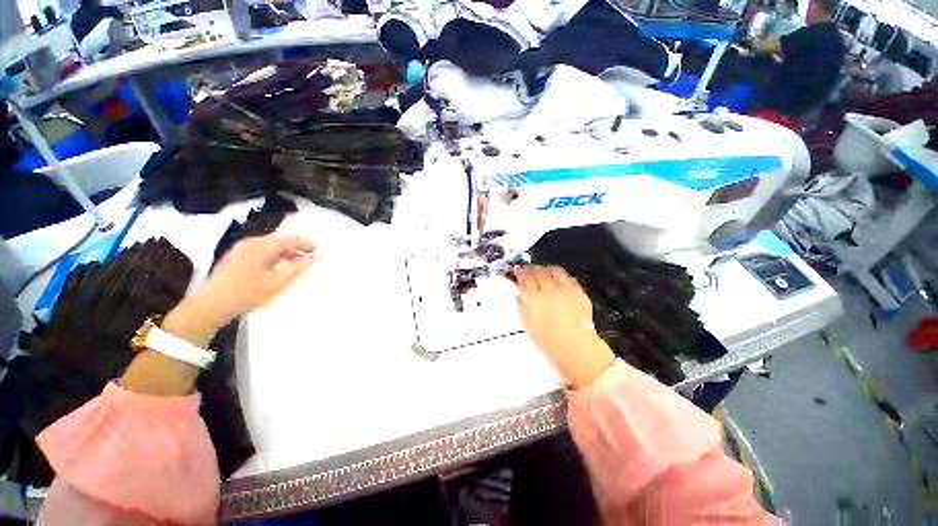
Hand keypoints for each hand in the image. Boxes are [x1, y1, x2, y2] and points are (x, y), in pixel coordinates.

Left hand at [165, 234, 316, 345]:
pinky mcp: (235, 257)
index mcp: (263, 246)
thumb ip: (299, 268)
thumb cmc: (249, 293)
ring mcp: (241, 249)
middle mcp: (252, 242)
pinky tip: (276, 267)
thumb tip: (314, 258)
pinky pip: (260, 251)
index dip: (306, 244)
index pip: (291, 239)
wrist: (212, 304)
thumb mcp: (279, 282)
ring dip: (284, 252)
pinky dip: (273, 256)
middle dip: (296, 248)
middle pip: (280, 240)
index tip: (318, 251)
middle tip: (308, 258)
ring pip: (269, 245)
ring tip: (294, 264)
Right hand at [515, 266, 614, 388]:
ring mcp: (565, 289)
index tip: (517, 270)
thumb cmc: (548, 341)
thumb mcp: (529, 325)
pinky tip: (558, 278)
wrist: (576, 348)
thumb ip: (522, 308)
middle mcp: (549, 289)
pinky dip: (560, 275)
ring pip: (553, 270)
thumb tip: (519, 296)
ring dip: (545, 268)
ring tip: (541, 270)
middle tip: (527, 269)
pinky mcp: (578, 292)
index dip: (520, 272)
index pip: (524, 278)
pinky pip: (568, 277)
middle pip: (538, 271)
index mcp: (534, 298)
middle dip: (531, 268)